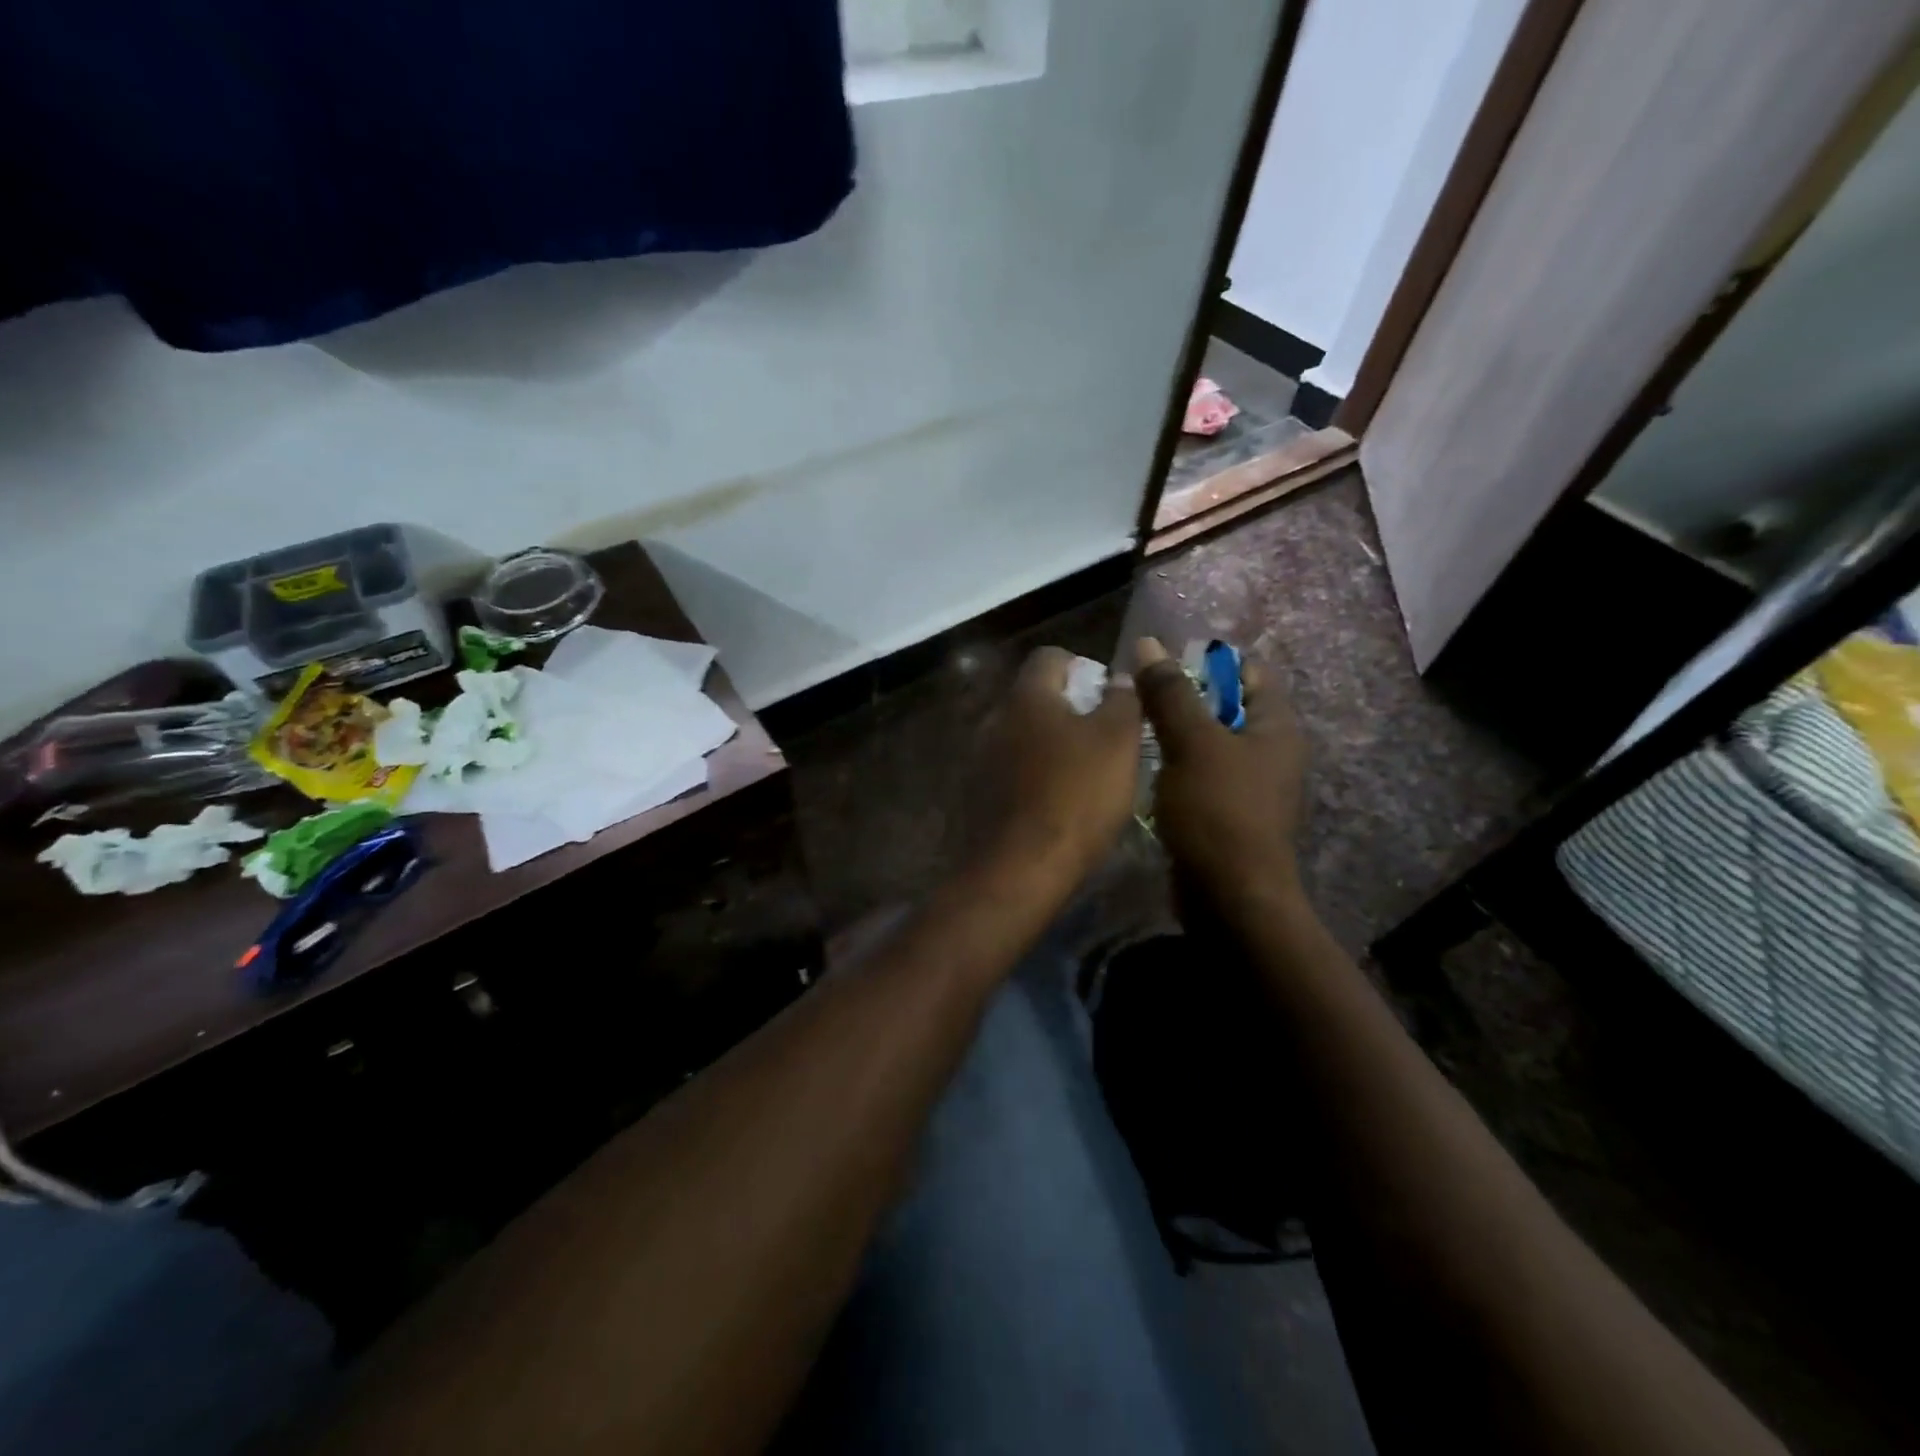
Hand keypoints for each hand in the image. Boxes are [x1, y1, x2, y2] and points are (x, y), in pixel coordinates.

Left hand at [979, 646, 1142, 886]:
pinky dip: (1030, 779)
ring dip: (1048, 747)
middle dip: (1068, 711)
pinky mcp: (972, 796)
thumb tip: (1121, 675)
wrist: (1017, 870)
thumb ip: (1123, 700)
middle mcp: (993, 719)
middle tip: (1102, 740)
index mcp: (1026, 697)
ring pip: (1020, 738)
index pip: (1050, 657)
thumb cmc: (1075, 797)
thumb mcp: (1118, 742)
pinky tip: (1051, 806)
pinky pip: (1007, 773)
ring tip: (1081, 777)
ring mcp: (977, 759)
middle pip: (1034, 699)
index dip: (1083, 668)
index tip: (1107, 697)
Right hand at [1134, 636, 1307, 911]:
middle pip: (1226, 707)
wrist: (1229, 896)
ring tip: (1133, 726)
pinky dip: (1176, 767)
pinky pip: (1201, 776)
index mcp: (1277, 727)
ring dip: (1175, 734)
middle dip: (1184, 698)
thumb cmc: (1218, 811)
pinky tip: (1144, 768)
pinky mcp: (1228, 815)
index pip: (1249, 672)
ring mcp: (1251, 787)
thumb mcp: (1191, 744)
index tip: (1163, 663)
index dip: (1208, 661)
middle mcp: (1271, 752)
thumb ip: (1170, 694)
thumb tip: (1150, 645)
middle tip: (1138, 694)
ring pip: (1209, 744)